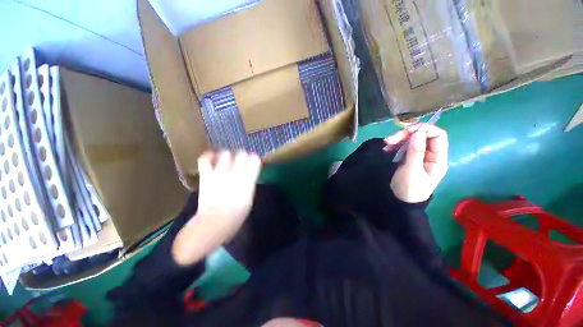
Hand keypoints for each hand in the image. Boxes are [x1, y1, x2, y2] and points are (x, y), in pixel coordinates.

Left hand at [172, 151, 261, 265]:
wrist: (213, 223)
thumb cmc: (236, 215)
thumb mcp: (249, 199)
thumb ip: (250, 183)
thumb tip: (249, 173)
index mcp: (248, 182)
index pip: (254, 160)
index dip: (254, 158)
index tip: (253, 161)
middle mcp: (235, 175)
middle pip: (241, 154)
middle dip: (242, 156)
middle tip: (240, 162)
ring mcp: (219, 174)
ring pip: (226, 154)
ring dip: (228, 156)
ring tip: (227, 160)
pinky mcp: (206, 176)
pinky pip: (205, 160)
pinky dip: (209, 156)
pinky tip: (213, 157)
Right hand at [384, 124, 447, 202]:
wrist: (400, 201)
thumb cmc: (410, 188)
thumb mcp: (412, 170)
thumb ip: (416, 151)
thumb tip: (418, 131)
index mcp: (438, 158)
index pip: (438, 136)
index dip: (424, 130)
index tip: (407, 131)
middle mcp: (430, 154)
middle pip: (422, 136)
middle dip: (406, 135)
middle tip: (390, 140)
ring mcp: (418, 156)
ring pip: (411, 140)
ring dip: (398, 139)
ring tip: (386, 145)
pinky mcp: (408, 158)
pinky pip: (403, 146)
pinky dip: (395, 145)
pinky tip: (386, 148)